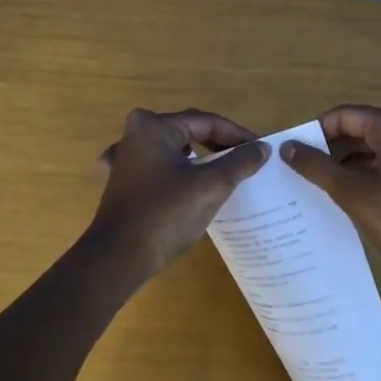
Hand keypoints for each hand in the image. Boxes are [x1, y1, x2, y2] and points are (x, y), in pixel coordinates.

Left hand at [89, 109, 269, 275]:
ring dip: (201, 158)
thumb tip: (262, 148)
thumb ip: (239, 162)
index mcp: (154, 126)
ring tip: (226, 170)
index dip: (237, 135)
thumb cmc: (165, 214)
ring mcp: (125, 158)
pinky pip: (160, 168)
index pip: (207, 122)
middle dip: (219, 144)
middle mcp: (136, 134)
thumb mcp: (211, 186)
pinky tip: (190, 182)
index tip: (261, 149)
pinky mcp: (123, 182)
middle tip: (247, 159)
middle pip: (188, 131)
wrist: (118, 258)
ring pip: (174, 150)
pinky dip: (179, 172)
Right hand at [280, 105, 380, 283]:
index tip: (296, 155)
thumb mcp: (353, 194)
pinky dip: (370, 169)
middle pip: (360, 127)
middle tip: (306, 172)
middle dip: (332, 148)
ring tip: (324, 184)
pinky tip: (353, 192)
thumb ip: (317, 167)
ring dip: (349, 160)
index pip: (344, 115)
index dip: (316, 132)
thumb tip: (287, 147)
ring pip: (375, 144)